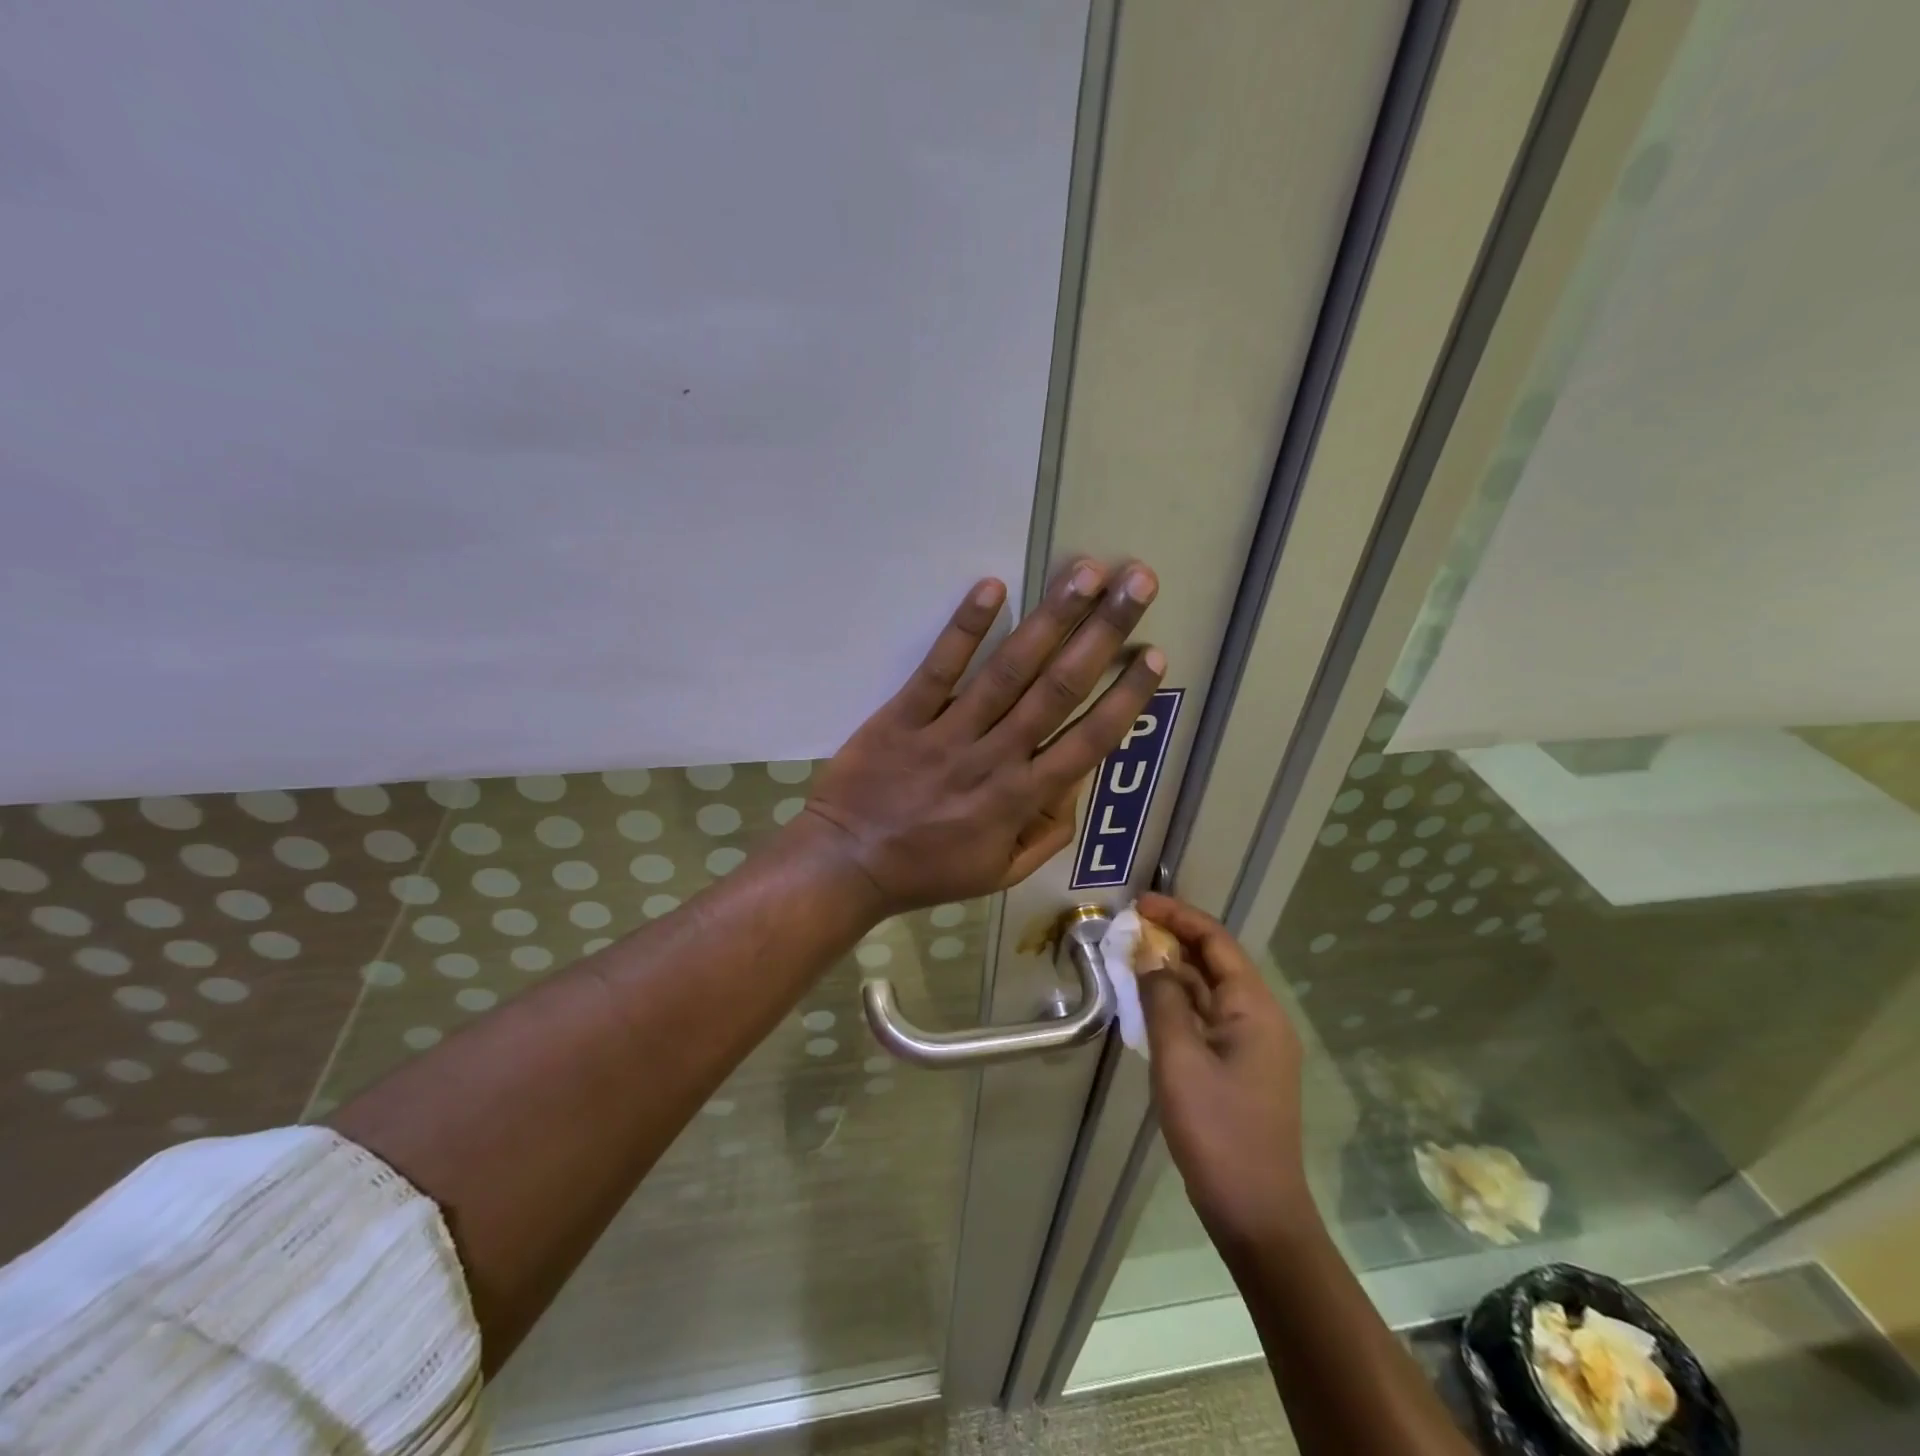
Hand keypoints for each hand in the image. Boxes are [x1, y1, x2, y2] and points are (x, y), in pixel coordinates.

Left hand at [801, 559, 1163, 913]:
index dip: (1125, 696)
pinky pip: (939, 669)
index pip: (1089, 740)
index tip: (1153, 655)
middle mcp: (995, 757)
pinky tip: (993, 588)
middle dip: (1103, 633)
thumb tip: (1076, 782)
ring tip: (1087, 572)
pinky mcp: (903, 715)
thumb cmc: (929, 871)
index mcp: (1022, 798)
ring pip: (1009, 670)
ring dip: (1051, 618)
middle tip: (1137, 584)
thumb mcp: (1001, 872)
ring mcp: (948, 733)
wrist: (847, 864)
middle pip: (1059, 688)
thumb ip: (1048, 832)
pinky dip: (966, 628)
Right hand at [1137, 893, 1313, 1256]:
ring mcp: (1254, 1046)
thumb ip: (1162, 1000)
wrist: (1257, 1213)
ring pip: (1210, 992)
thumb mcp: (1179, 1059)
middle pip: (1216, 963)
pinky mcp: (1242, 1069)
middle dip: (1174, 941)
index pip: (1216, 942)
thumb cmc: (1217, 1131)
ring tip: (1132, 960)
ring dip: (1174, 973)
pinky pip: (1209, 1019)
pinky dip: (1179, 1004)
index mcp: (1255, 1008)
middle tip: (1130, 929)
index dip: (1178, 916)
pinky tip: (1150, 1006)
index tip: (1139, 904)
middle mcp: (1261, 1018)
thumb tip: (1149, 959)